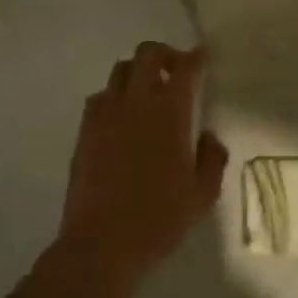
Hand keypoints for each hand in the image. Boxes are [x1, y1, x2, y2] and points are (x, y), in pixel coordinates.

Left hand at [58, 43, 227, 290]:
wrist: (102, 243)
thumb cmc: (160, 219)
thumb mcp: (203, 195)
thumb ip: (212, 158)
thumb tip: (207, 136)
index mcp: (170, 113)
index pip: (185, 69)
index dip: (196, 58)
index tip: (202, 59)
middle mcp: (137, 102)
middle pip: (147, 54)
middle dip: (165, 54)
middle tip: (176, 71)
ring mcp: (105, 114)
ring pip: (121, 71)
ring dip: (138, 73)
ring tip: (148, 93)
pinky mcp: (84, 130)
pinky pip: (100, 97)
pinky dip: (115, 97)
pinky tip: (122, 118)